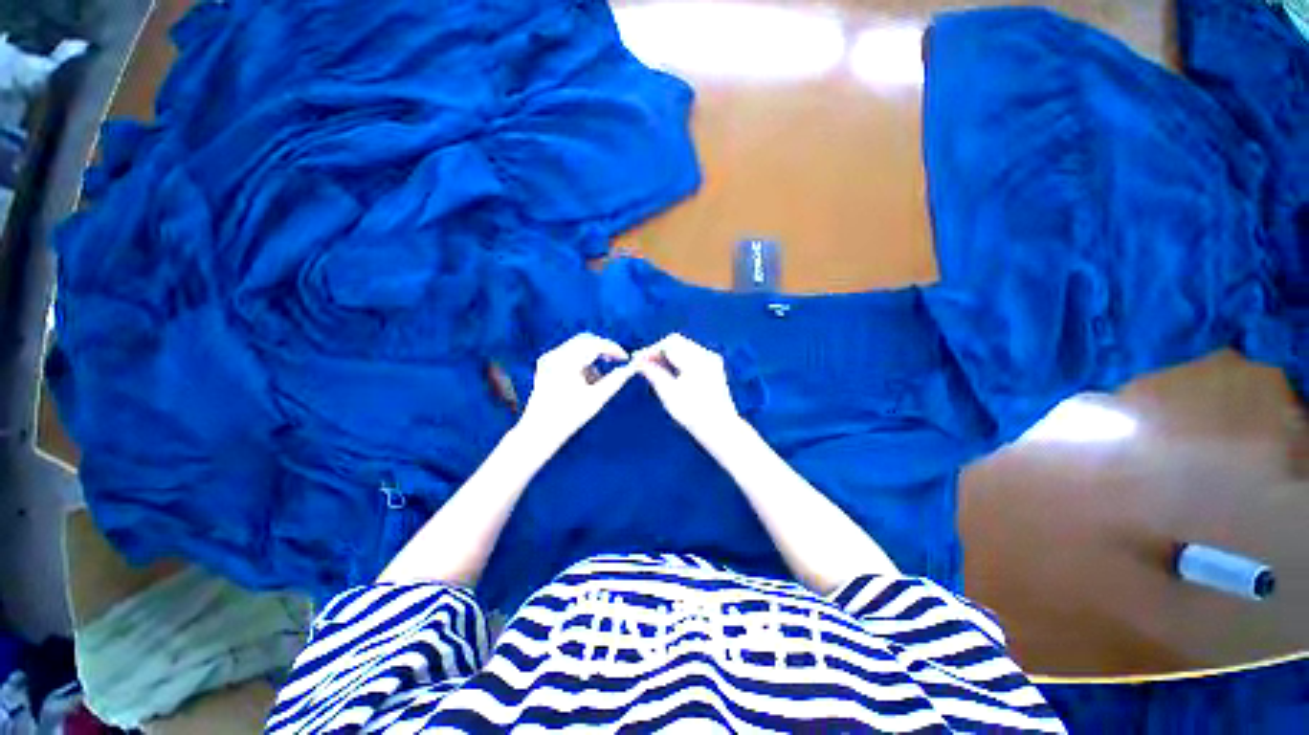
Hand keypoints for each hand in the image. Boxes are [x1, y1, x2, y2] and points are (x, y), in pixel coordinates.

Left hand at [517, 333, 635, 452]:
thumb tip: (631, 368)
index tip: (625, 358)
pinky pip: (568, 354)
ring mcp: (548, 359)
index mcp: (566, 363)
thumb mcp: (597, 399)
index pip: (595, 345)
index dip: (613, 348)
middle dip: (603, 349)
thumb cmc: (569, 418)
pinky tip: (585, 381)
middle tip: (617, 361)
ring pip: (577, 347)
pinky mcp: (545, 364)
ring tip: (598, 380)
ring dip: (592, 357)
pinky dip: (581, 362)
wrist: (538, 432)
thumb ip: (616, 381)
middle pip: (586, 341)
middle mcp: (555, 356)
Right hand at [635, 333, 743, 443]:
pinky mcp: (713, 367)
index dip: (650, 350)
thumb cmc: (693, 414)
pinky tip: (668, 370)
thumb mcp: (669, 394)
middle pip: (677, 342)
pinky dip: (677, 359)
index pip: (669, 344)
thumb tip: (639, 362)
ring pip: (684, 347)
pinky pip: (691, 354)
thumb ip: (654, 374)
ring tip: (652, 367)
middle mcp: (706, 355)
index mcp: (696, 360)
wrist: (720, 429)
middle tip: (642, 363)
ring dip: (667, 355)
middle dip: (658, 351)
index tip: (637, 360)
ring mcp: (712, 360)